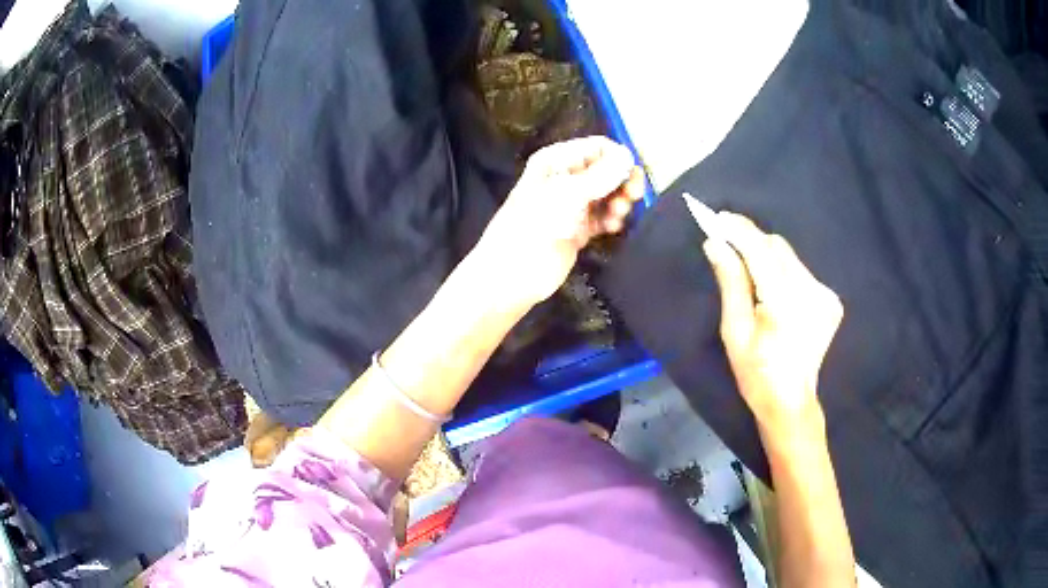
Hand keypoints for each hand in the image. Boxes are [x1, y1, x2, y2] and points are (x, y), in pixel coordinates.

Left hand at [473, 136, 644, 308]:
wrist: (511, 274)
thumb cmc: (533, 226)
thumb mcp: (567, 195)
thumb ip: (600, 175)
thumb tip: (627, 155)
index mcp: (557, 161)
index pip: (597, 147)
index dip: (617, 158)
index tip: (632, 175)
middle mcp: (566, 178)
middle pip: (607, 170)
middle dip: (622, 181)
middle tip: (633, 196)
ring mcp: (572, 205)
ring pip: (608, 195)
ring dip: (619, 202)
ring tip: (617, 215)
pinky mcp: (578, 229)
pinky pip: (603, 217)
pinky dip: (612, 220)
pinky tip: (613, 228)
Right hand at [702, 212, 842, 435]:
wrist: (790, 401)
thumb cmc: (756, 373)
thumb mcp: (735, 331)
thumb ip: (731, 282)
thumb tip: (715, 243)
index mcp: (786, 303)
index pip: (761, 250)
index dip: (740, 230)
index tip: (718, 217)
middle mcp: (812, 291)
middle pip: (778, 248)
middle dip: (751, 241)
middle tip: (727, 243)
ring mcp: (825, 295)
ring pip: (789, 258)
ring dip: (766, 256)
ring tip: (748, 271)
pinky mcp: (831, 300)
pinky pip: (800, 272)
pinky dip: (782, 271)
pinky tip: (772, 290)